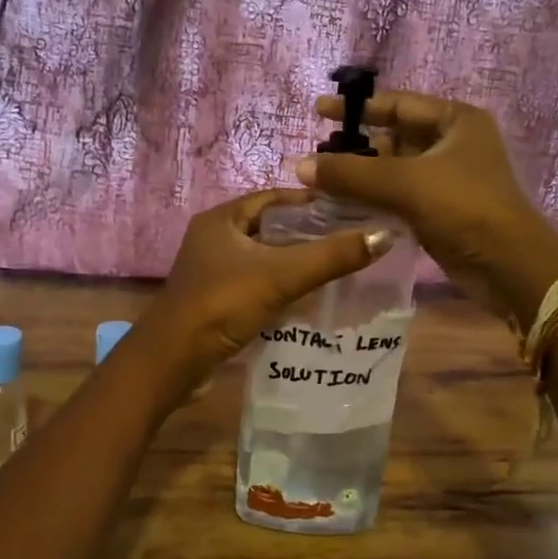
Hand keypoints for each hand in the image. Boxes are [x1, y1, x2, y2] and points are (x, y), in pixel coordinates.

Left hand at [142, 190, 392, 384]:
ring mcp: (213, 272)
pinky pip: (257, 285)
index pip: (274, 197)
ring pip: (264, 259)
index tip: (350, 209)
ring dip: (295, 263)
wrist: (173, 361)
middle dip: (308, 234)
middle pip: (270, 228)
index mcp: (222, 219)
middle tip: (350, 240)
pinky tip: (310, 299)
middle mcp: (214, 239)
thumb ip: (332, 256)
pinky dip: (282, 287)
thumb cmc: (223, 304)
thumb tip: (384, 235)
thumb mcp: (281, 275)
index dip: (311, 202)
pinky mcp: (216, 301)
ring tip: (339, 267)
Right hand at [297, 90, 557, 327]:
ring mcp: (448, 178)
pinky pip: (399, 195)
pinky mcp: (441, 209)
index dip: (357, 108)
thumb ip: (351, 173)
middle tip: (315, 155)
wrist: (509, 267)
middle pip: (394, 137)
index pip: (398, 104)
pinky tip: (343, 205)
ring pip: (394, 169)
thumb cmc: (464, 208)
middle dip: (356, 146)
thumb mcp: (406, 184)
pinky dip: (374, 198)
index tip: (318, 111)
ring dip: (362, 175)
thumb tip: (300, 165)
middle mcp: (453, 143)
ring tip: (321, 181)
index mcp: (455, 120)